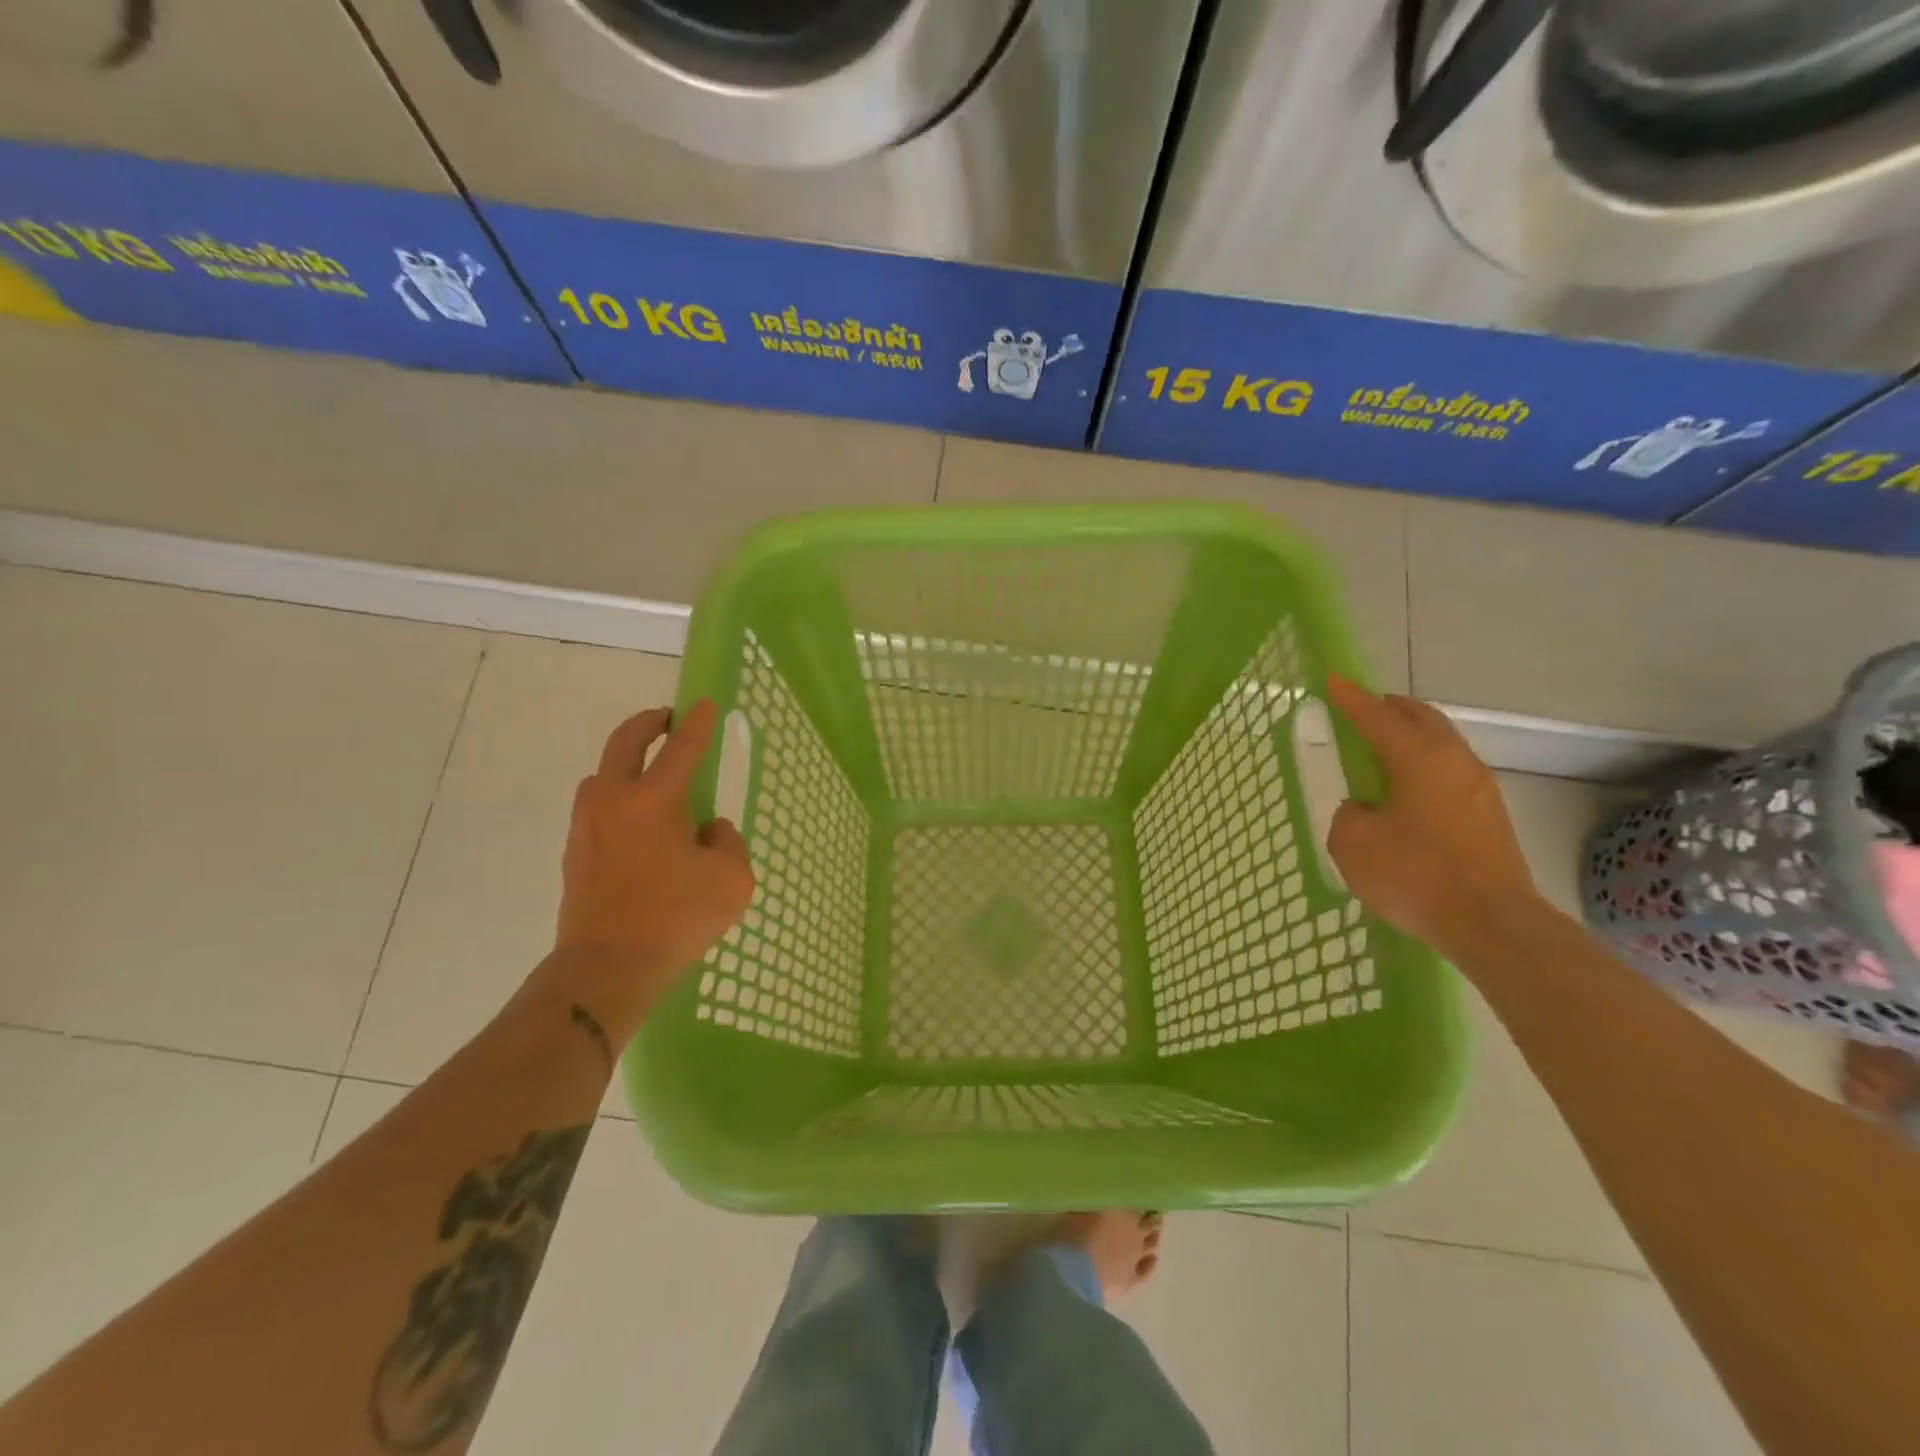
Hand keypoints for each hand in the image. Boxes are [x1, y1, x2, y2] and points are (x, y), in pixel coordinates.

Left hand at [553, 700, 754, 1023]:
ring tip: (653, 777)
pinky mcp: (575, 851)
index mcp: (654, 799)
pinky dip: (618, 798)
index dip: (698, 723)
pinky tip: (638, 825)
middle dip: (649, 723)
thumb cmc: (675, 918)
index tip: (705, 704)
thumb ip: (727, 843)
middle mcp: (614, 800)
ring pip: (604, 773)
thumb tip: (707, 830)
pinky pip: (598, 807)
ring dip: (628, 762)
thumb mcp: (731, 880)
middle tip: (668, 720)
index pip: (681, 747)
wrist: (605, 968)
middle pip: (626, 742)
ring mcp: (587, 824)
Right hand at [1324, 675, 1543, 959]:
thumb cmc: (1416, 874)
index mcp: (1419, 758)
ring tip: (1383, 745)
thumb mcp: (1353, 842)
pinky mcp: (1489, 816)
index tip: (1332, 680)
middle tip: (1364, 707)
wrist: (1491, 924)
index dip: (1350, 699)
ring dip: (1412, 736)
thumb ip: (1349, 814)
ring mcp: (1479, 788)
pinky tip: (1408, 786)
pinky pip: (1450, 771)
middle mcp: (1455, 762)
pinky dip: (1425, 764)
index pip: (1377, 717)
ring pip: (1441, 744)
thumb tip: (1365, 809)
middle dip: (1391, 708)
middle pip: (1422, 719)